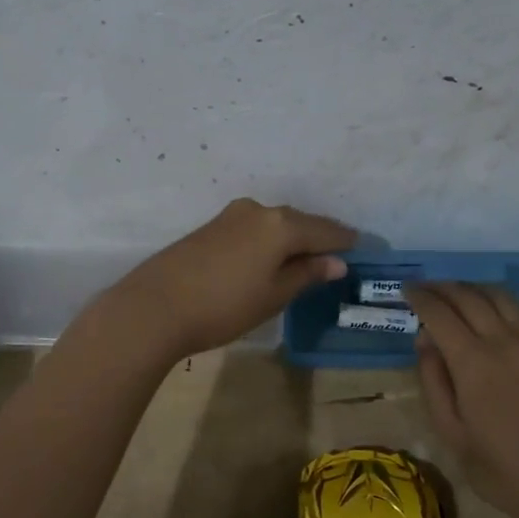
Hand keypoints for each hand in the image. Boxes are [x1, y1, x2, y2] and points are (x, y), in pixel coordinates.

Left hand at [106, 199, 354, 358]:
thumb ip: (306, 274)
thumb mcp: (273, 295)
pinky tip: (271, 257)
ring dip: (293, 238)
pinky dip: (270, 240)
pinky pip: (254, 228)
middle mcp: (258, 210)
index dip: (346, 241)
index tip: (364, 248)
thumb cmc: (224, 306)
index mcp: (280, 225)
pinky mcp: (211, 227)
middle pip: (300, 222)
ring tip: (307, 258)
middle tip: (338, 255)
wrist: (155, 307)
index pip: (325, 229)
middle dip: (319, 237)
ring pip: (275, 224)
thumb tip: (336, 262)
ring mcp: (231, 216)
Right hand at [407, 283, 518, 517]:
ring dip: (472, 289)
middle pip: (469, 296)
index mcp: (474, 362)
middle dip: (442, 288)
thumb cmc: (498, 467)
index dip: (420, 297)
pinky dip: (498, 305)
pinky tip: (489, 318)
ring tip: (456, 295)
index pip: (440, 313)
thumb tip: (425, 341)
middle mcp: (504, 341)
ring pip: (499, 296)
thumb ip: (433, 380)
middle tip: (425, 288)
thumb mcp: (450, 430)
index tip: (406, 290)